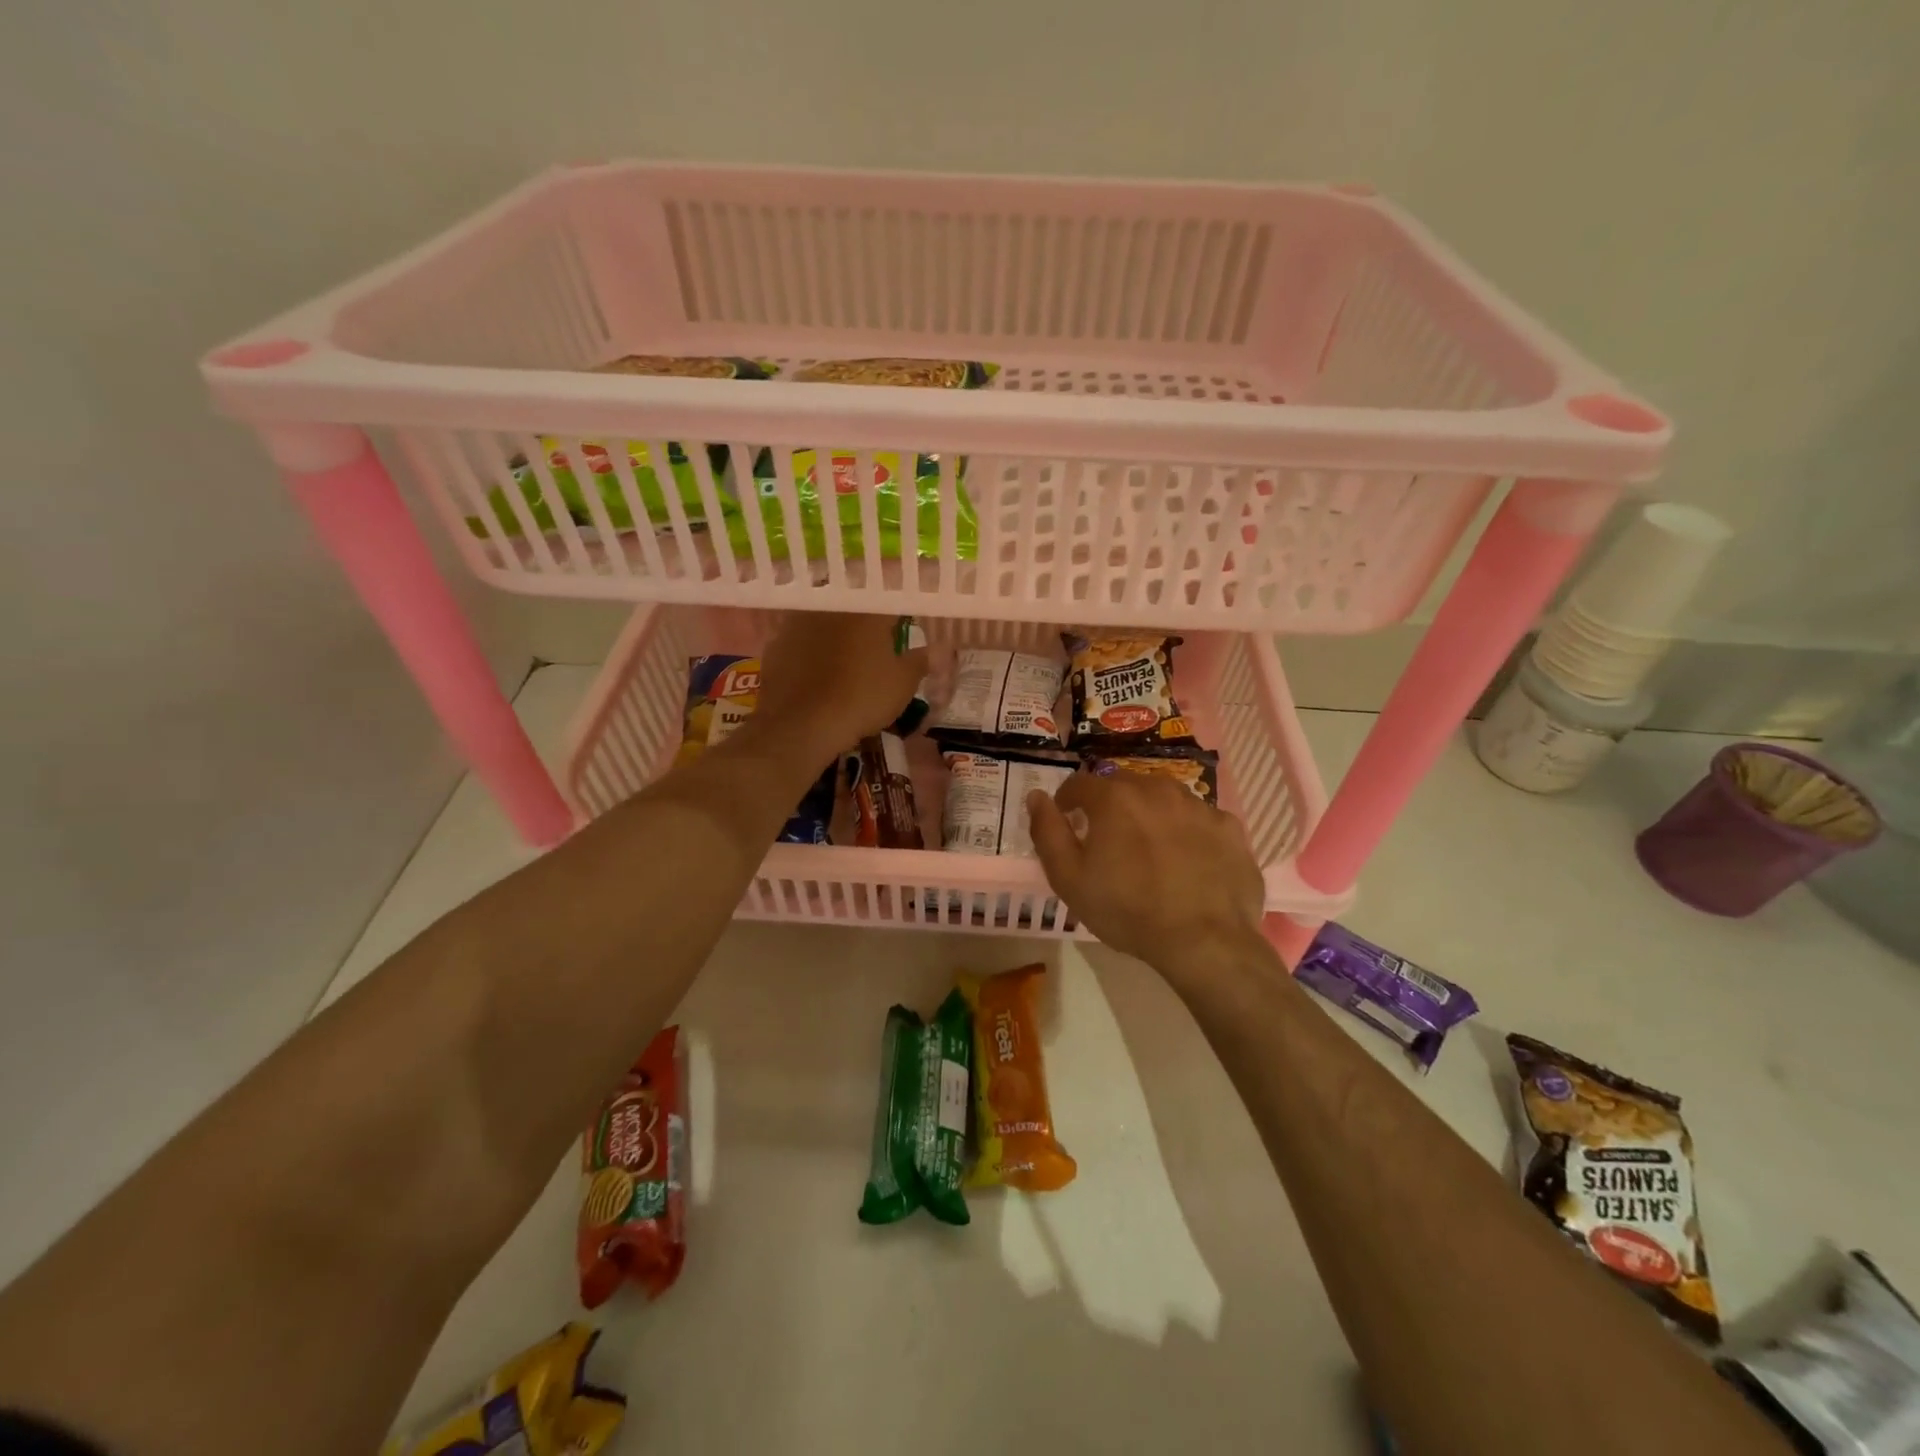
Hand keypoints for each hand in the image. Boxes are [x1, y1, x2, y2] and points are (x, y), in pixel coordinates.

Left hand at [755, 612, 928, 762]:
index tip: (905, 629)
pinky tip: (815, 672)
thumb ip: (919, 661)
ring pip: (825, 621)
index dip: (901, 614)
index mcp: (867, 610)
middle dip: (867, 623)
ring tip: (845, 658)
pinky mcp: (776, 643)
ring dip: (837, 633)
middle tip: (876, 644)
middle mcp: (832, 606)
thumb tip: (933, 651)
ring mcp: (799, 622)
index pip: (891, 601)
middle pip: (855, 607)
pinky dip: (811, 651)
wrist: (800, 725)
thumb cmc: (861, 698)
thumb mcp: (902, 684)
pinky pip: (801, 640)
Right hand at [1027, 772, 1267, 978]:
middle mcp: (1157, 789)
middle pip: (1124, 785)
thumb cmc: (1127, 910)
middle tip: (1108, 838)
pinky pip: (1199, 820)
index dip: (1068, 800)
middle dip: (1110, 804)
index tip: (1067, 819)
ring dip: (1150, 814)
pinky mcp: (1229, 827)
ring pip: (1164, 798)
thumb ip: (1047, 832)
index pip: (1080, 783)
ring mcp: (1198, 806)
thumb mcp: (1069, 878)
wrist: (1206, 941)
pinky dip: (1188, 832)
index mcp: (1115, 798)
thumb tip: (1036, 797)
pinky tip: (1187, 861)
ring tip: (1150, 849)